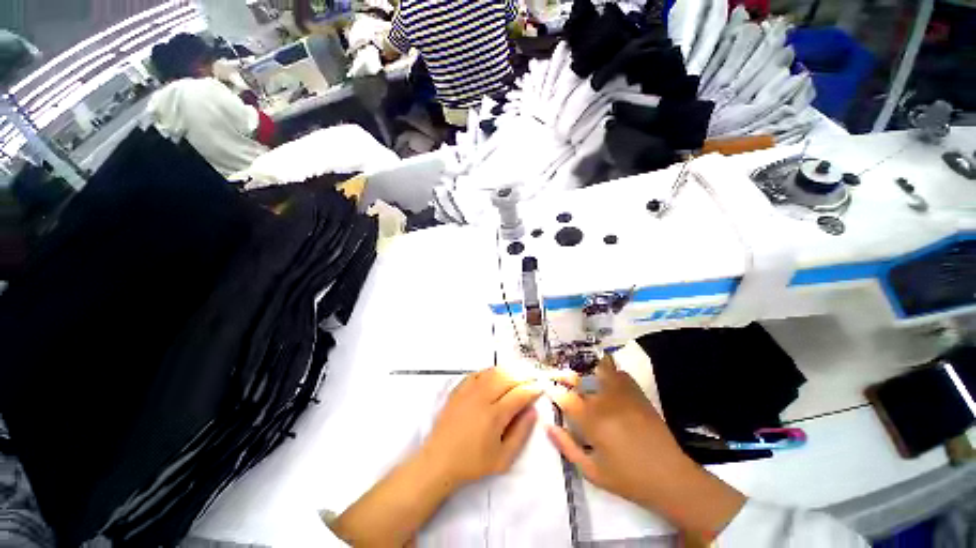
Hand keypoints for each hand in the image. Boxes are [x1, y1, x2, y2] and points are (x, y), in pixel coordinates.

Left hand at [330, 366, 541, 545]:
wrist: (439, 460)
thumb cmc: (472, 463)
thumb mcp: (502, 459)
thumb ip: (521, 434)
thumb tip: (533, 412)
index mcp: (495, 415)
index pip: (520, 394)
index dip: (533, 389)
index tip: (542, 387)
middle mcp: (483, 397)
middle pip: (508, 377)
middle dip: (524, 374)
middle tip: (534, 376)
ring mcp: (469, 390)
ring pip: (494, 371)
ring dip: (509, 369)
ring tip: (520, 371)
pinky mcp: (459, 388)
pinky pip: (479, 372)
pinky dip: (492, 370)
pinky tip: (497, 373)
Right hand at [546, 356, 745, 537]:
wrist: (670, 477)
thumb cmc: (628, 478)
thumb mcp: (592, 471)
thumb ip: (567, 447)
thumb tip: (548, 426)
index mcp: (592, 421)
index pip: (565, 397)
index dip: (553, 391)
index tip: (547, 389)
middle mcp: (605, 401)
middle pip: (580, 379)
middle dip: (566, 376)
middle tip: (561, 379)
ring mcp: (623, 394)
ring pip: (601, 369)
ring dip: (588, 370)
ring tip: (583, 376)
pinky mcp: (637, 393)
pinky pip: (620, 373)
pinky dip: (610, 372)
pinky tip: (607, 381)